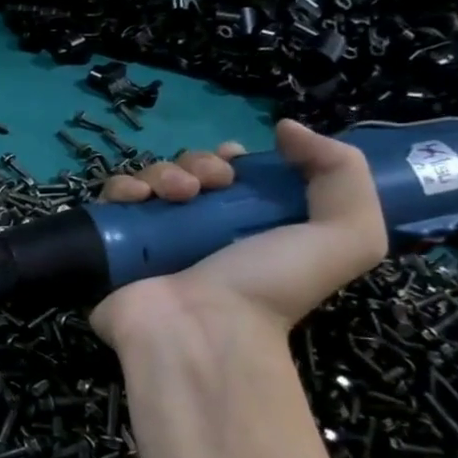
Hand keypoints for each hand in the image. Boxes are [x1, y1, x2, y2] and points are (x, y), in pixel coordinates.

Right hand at [91, 120, 386, 348]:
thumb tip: (285, 128)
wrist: (199, 328)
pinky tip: (136, 198)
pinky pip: (111, 199)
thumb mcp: (345, 235)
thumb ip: (342, 173)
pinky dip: (122, 188)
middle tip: (208, 185)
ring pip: (150, 179)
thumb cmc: (269, 286)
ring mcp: (151, 237)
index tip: (235, 162)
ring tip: (175, 196)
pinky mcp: (113, 242)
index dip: (231, 158)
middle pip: (188, 171)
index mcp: (246, 227)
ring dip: (162, 173)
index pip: (231, 176)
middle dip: (198, 164)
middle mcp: (197, 230)